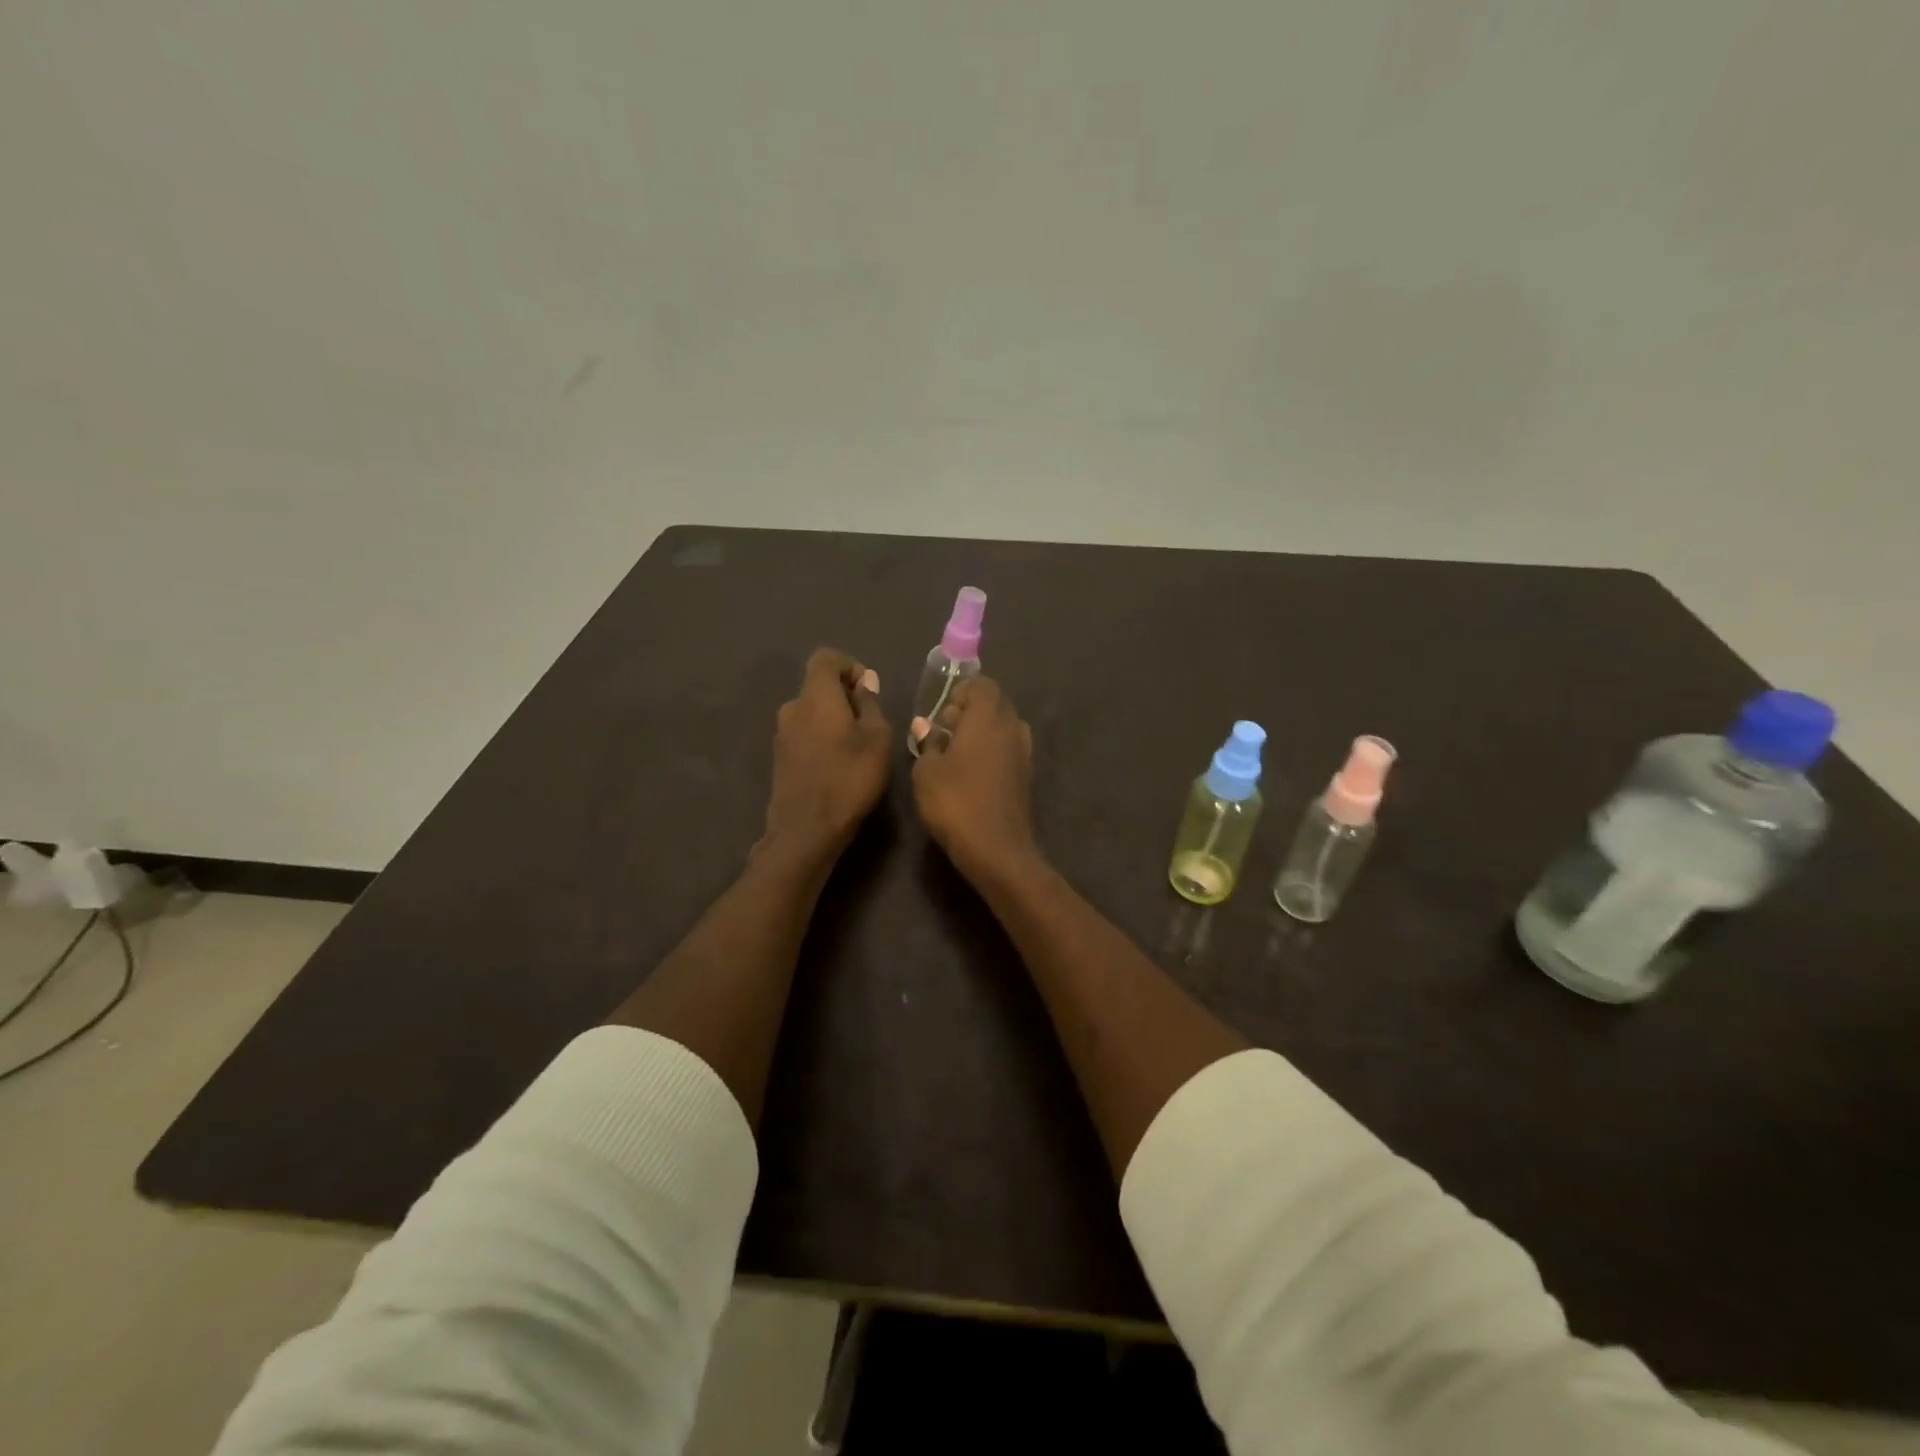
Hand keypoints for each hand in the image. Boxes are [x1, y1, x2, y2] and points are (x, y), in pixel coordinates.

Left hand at [759, 648, 891, 866]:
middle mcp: (792, 708)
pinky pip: (804, 733)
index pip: (826, 658)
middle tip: (870, 724)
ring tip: (856, 748)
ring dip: (833, 720)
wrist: (806, 830)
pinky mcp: (779, 757)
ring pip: (811, 712)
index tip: (868, 691)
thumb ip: (870, 705)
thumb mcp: (877, 740)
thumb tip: (864, 683)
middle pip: (818, 686)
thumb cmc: (849, 779)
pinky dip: (822, 738)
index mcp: (815, 696)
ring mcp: (782, 734)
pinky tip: (838, 765)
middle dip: (844, 696)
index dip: (850, 666)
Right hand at [912, 675, 1040, 882]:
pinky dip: (993, 750)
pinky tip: (972, 772)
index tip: (942, 712)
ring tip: (956, 752)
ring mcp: (1024, 752)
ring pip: (1004, 726)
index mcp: (988, 718)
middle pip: (995, 703)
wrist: (997, 849)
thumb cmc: (956, 803)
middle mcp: (1011, 727)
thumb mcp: (927, 772)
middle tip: (945, 730)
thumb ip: (927, 743)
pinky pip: (1009, 748)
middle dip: (971, 710)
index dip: (961, 692)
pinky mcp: (1027, 775)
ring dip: (982, 731)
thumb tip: (924, 725)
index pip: (982, 685)